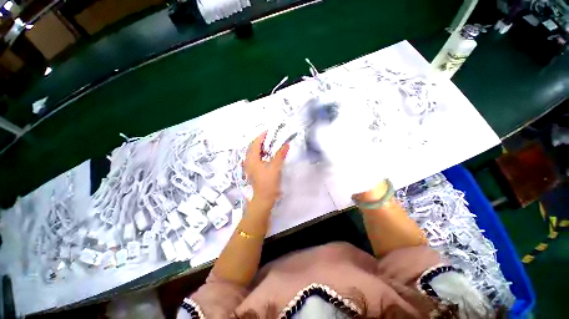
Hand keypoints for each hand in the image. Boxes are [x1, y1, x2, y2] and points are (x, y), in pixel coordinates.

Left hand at [244, 132, 288, 209]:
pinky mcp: (253, 171)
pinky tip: (268, 156)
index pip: (255, 143)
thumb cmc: (268, 183)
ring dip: (261, 148)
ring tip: (271, 145)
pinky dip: (262, 154)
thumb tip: (286, 144)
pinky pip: (256, 159)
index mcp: (252, 159)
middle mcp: (248, 161)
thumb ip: (280, 155)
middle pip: (253, 147)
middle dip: (261, 141)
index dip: (262, 136)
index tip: (270, 131)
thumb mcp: (275, 167)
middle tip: (271, 137)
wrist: (262, 200)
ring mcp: (250, 167)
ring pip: (254, 153)